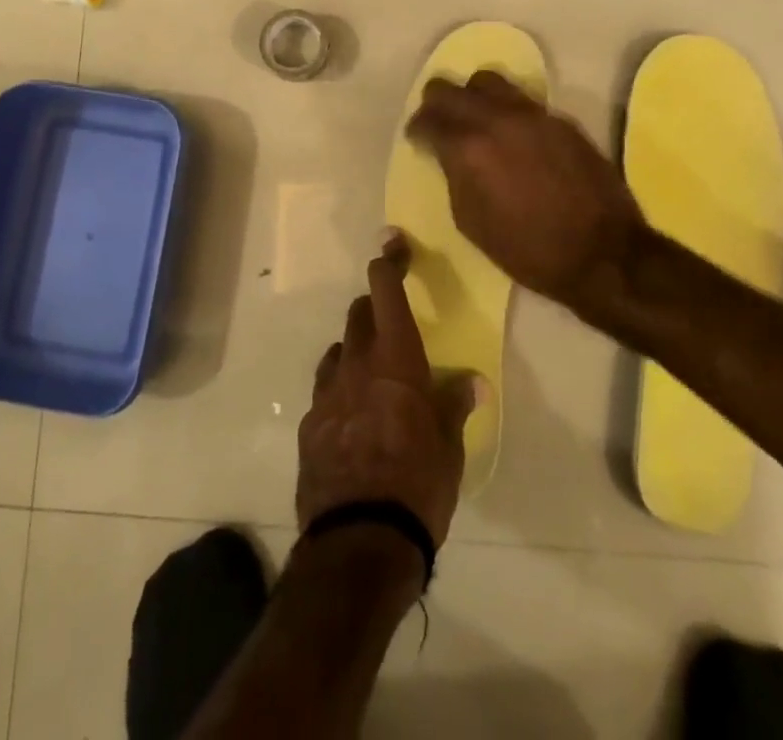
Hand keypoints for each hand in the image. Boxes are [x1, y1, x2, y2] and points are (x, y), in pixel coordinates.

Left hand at [296, 235, 475, 548]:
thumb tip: (473, 382)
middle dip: (374, 309)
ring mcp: (326, 392)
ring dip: (355, 351)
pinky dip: (340, 391)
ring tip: (374, 376)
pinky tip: (353, 420)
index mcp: (395, 359)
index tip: (392, 242)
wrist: (359, 540)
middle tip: (393, 325)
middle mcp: (356, 364)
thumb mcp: (450, 447)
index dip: (389, 261)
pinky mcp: (309, 424)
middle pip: (358, 315)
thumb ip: (455, 405)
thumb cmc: (418, 484)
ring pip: (338, 351)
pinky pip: (325, 391)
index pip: (385, 290)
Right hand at [405, 70, 645, 314]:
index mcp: (468, 148)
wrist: (602, 253)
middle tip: (437, 121)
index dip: (417, 129)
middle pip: (451, 89)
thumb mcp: (470, 221)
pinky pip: (523, 101)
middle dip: (436, 102)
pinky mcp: (561, 120)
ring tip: (476, 118)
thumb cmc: (528, 249)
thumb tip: (449, 157)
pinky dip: (508, 111)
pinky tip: (513, 135)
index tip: (417, 139)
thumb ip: (454, 177)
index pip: (428, 120)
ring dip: (474, 96)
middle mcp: (497, 119)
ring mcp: (532, 115)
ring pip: (489, 82)